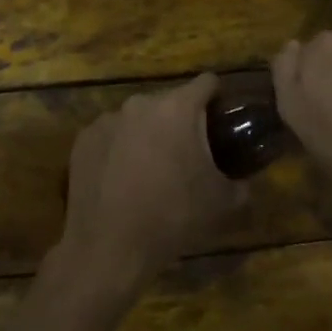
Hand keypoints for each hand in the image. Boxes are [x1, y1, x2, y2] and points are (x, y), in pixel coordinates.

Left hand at [56, 74, 246, 291]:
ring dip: (148, 135)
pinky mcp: (85, 138)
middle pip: (170, 102)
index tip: (221, 120)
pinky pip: (111, 135)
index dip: (218, 98)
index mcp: (178, 108)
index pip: (207, 83)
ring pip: (139, 118)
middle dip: (181, 122)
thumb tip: (246, 181)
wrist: (108, 247)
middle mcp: (141, 103)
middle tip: (186, 156)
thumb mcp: (221, 203)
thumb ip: (242, 184)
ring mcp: (108, 118)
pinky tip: (120, 180)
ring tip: (150, 171)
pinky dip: (119, 149)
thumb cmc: (171, 217)